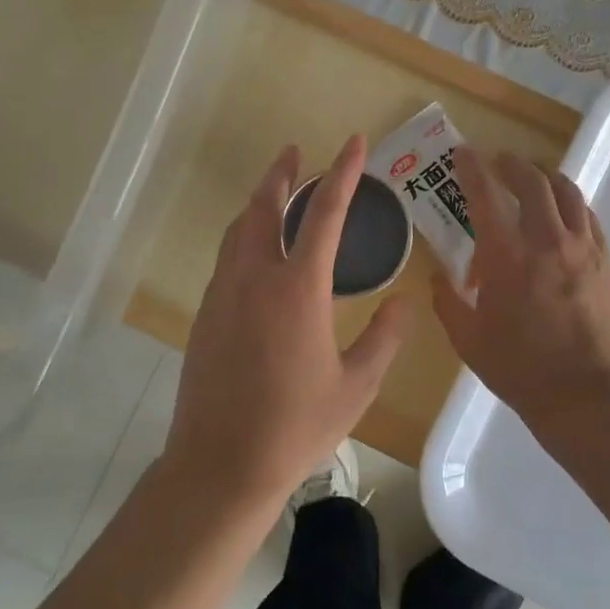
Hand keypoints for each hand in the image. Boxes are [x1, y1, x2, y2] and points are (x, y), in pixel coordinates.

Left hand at [162, 135, 407, 512]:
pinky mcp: (205, 314)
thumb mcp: (356, 386)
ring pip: (239, 230)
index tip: (353, 142)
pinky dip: (246, 236)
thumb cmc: (295, 426)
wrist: (220, 466)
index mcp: (297, 289)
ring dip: (259, 203)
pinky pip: (227, 257)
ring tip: (277, 192)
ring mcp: (223, 294)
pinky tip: (259, 252)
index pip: (323, 213)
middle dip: (282, 174)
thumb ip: (384, 338)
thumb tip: (403, 302)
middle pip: (265, 207)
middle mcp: (255, 278)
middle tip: (295, 153)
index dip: (341, 172)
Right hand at [430, 147, 609, 428]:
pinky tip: (563, 215)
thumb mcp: (467, 339)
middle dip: (511, 164)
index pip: (486, 195)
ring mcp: (583, 249)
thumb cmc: (519, 368)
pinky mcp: (606, 262)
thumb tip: (441, 277)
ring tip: (533, 179)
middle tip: (497, 163)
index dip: (471, 168)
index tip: (463, 153)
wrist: (584, 395)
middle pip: (532, 181)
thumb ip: (448, 301)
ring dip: (545, 177)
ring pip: (567, 192)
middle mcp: (548, 241)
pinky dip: (571, 205)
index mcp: (508, 256)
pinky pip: (588, 217)